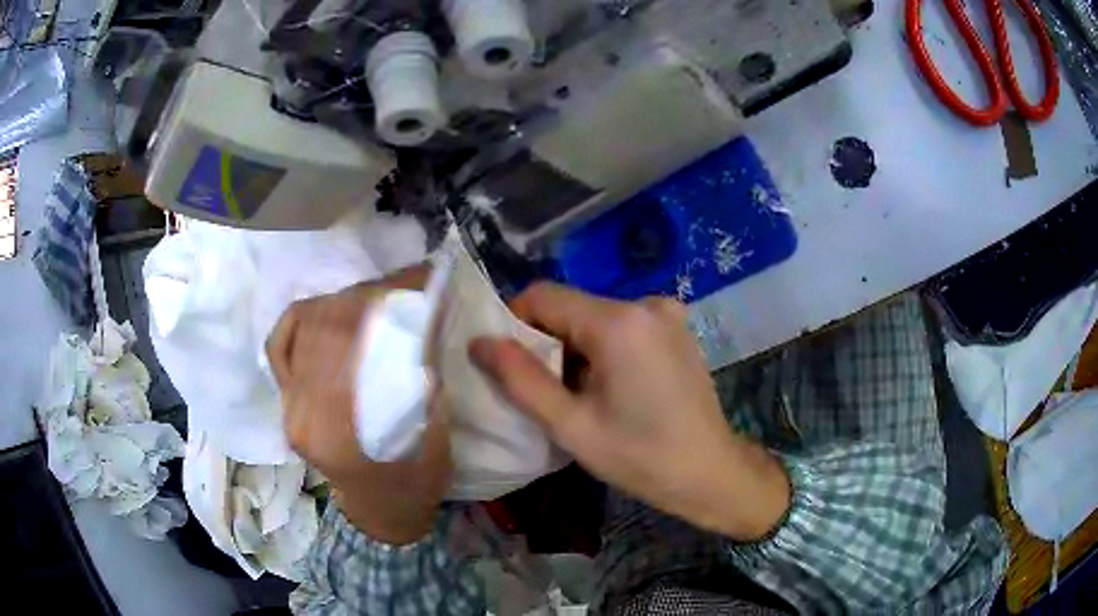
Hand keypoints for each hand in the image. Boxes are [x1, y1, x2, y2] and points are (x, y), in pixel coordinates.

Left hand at [266, 265, 451, 545]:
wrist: (381, 511)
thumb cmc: (414, 483)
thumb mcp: (434, 435)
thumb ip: (424, 375)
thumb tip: (425, 313)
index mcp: (339, 429)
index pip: (352, 341)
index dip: (385, 300)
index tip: (418, 279)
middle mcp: (301, 412)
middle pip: (325, 328)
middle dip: (367, 296)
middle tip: (404, 285)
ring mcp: (288, 406)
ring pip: (303, 327)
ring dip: (342, 302)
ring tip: (373, 299)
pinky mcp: (285, 401)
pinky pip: (281, 344)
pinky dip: (304, 318)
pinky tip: (329, 312)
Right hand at [469, 283, 789, 540]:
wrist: (710, 472)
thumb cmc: (640, 456)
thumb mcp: (571, 425)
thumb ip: (520, 380)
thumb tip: (479, 342)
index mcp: (618, 322)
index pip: (543, 296)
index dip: (514, 322)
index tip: (507, 362)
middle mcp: (645, 303)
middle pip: (571, 306)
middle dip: (547, 342)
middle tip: (545, 390)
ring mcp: (666, 313)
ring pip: (595, 317)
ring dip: (575, 348)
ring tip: (580, 396)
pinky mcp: (677, 328)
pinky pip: (623, 326)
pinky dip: (604, 348)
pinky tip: (613, 388)